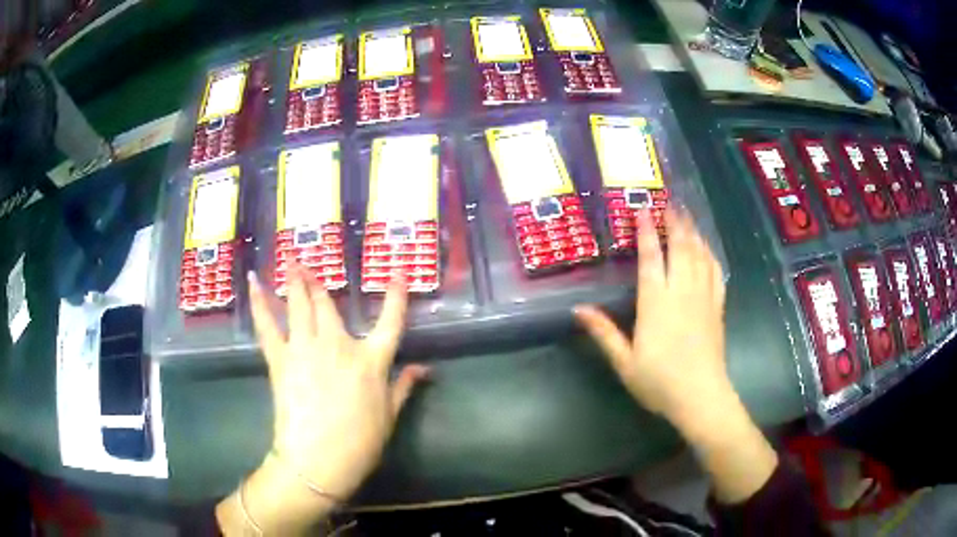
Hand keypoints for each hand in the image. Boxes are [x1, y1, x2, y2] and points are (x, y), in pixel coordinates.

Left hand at [248, 262, 428, 499]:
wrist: (319, 460)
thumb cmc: (360, 442)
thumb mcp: (389, 416)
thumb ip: (404, 386)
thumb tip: (424, 369)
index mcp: (370, 361)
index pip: (390, 321)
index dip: (396, 296)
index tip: (398, 272)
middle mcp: (339, 346)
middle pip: (328, 305)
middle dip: (318, 280)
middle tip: (308, 260)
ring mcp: (306, 349)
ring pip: (300, 305)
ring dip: (295, 280)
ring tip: (290, 259)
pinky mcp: (281, 359)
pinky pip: (268, 325)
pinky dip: (260, 303)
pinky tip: (255, 283)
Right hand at [575, 210, 776, 503]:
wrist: (701, 396)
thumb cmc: (659, 381)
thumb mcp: (624, 362)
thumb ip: (603, 333)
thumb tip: (578, 309)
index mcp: (655, 302)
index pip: (650, 257)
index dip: (645, 231)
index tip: (643, 209)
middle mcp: (681, 291)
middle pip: (679, 247)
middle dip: (674, 221)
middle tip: (670, 201)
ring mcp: (703, 297)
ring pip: (699, 254)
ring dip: (692, 231)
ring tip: (687, 214)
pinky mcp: (717, 307)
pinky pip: (715, 272)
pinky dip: (710, 254)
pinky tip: (707, 247)